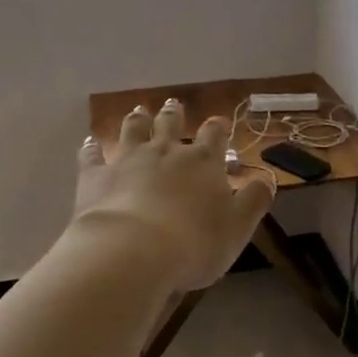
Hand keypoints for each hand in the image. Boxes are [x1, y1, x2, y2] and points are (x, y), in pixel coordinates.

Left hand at [73, 100, 274, 291]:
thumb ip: (254, 201)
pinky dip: (92, 147)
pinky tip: (90, 141)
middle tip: (173, 104)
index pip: (214, 135)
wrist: (133, 252)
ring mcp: (128, 160)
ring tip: (138, 110)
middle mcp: (166, 152)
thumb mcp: (238, 227)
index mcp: (203, 162)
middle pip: (170, 124)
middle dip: (174, 114)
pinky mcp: (96, 176)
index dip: (217, 128)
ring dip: (137, 119)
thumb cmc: (194, 243)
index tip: (218, 123)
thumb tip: (267, 179)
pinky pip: (92, 155)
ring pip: (133, 130)